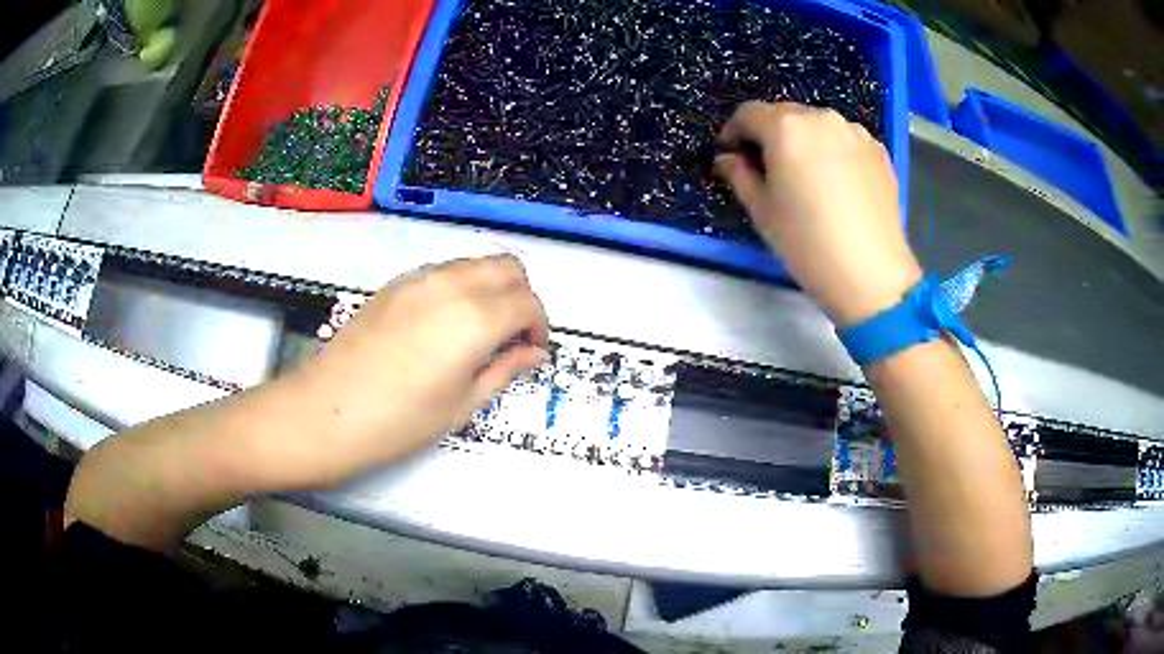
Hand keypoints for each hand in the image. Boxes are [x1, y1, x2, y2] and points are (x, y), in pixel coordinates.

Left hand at [280, 255, 549, 483]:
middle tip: (512, 336)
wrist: (326, 410)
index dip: (539, 327)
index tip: (532, 352)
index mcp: (475, 317)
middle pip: (508, 268)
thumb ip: (504, 370)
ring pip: (475, 263)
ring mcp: (419, 278)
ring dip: (492, 288)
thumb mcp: (461, 404)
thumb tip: (535, 354)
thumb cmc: (399, 421)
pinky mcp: (395, 283)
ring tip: (480, 332)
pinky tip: (444, 326)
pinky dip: (461, 287)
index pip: (528, 303)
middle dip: (522, 297)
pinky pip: (444, 271)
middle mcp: (451, 284)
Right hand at [715, 101, 922, 325]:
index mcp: (786, 127)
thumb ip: (739, 175)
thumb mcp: (762, 211)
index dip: (733, 132)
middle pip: (785, 114)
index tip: (731, 154)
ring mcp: (854, 132)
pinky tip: (836, 183)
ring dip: (804, 140)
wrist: (872, 273)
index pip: (748, 114)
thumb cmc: (808, 243)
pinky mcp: (878, 150)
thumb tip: (727, 159)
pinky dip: (833, 151)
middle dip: (770, 134)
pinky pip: (844, 140)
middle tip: (767, 167)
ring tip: (805, 175)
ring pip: (817, 125)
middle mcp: (821, 118)